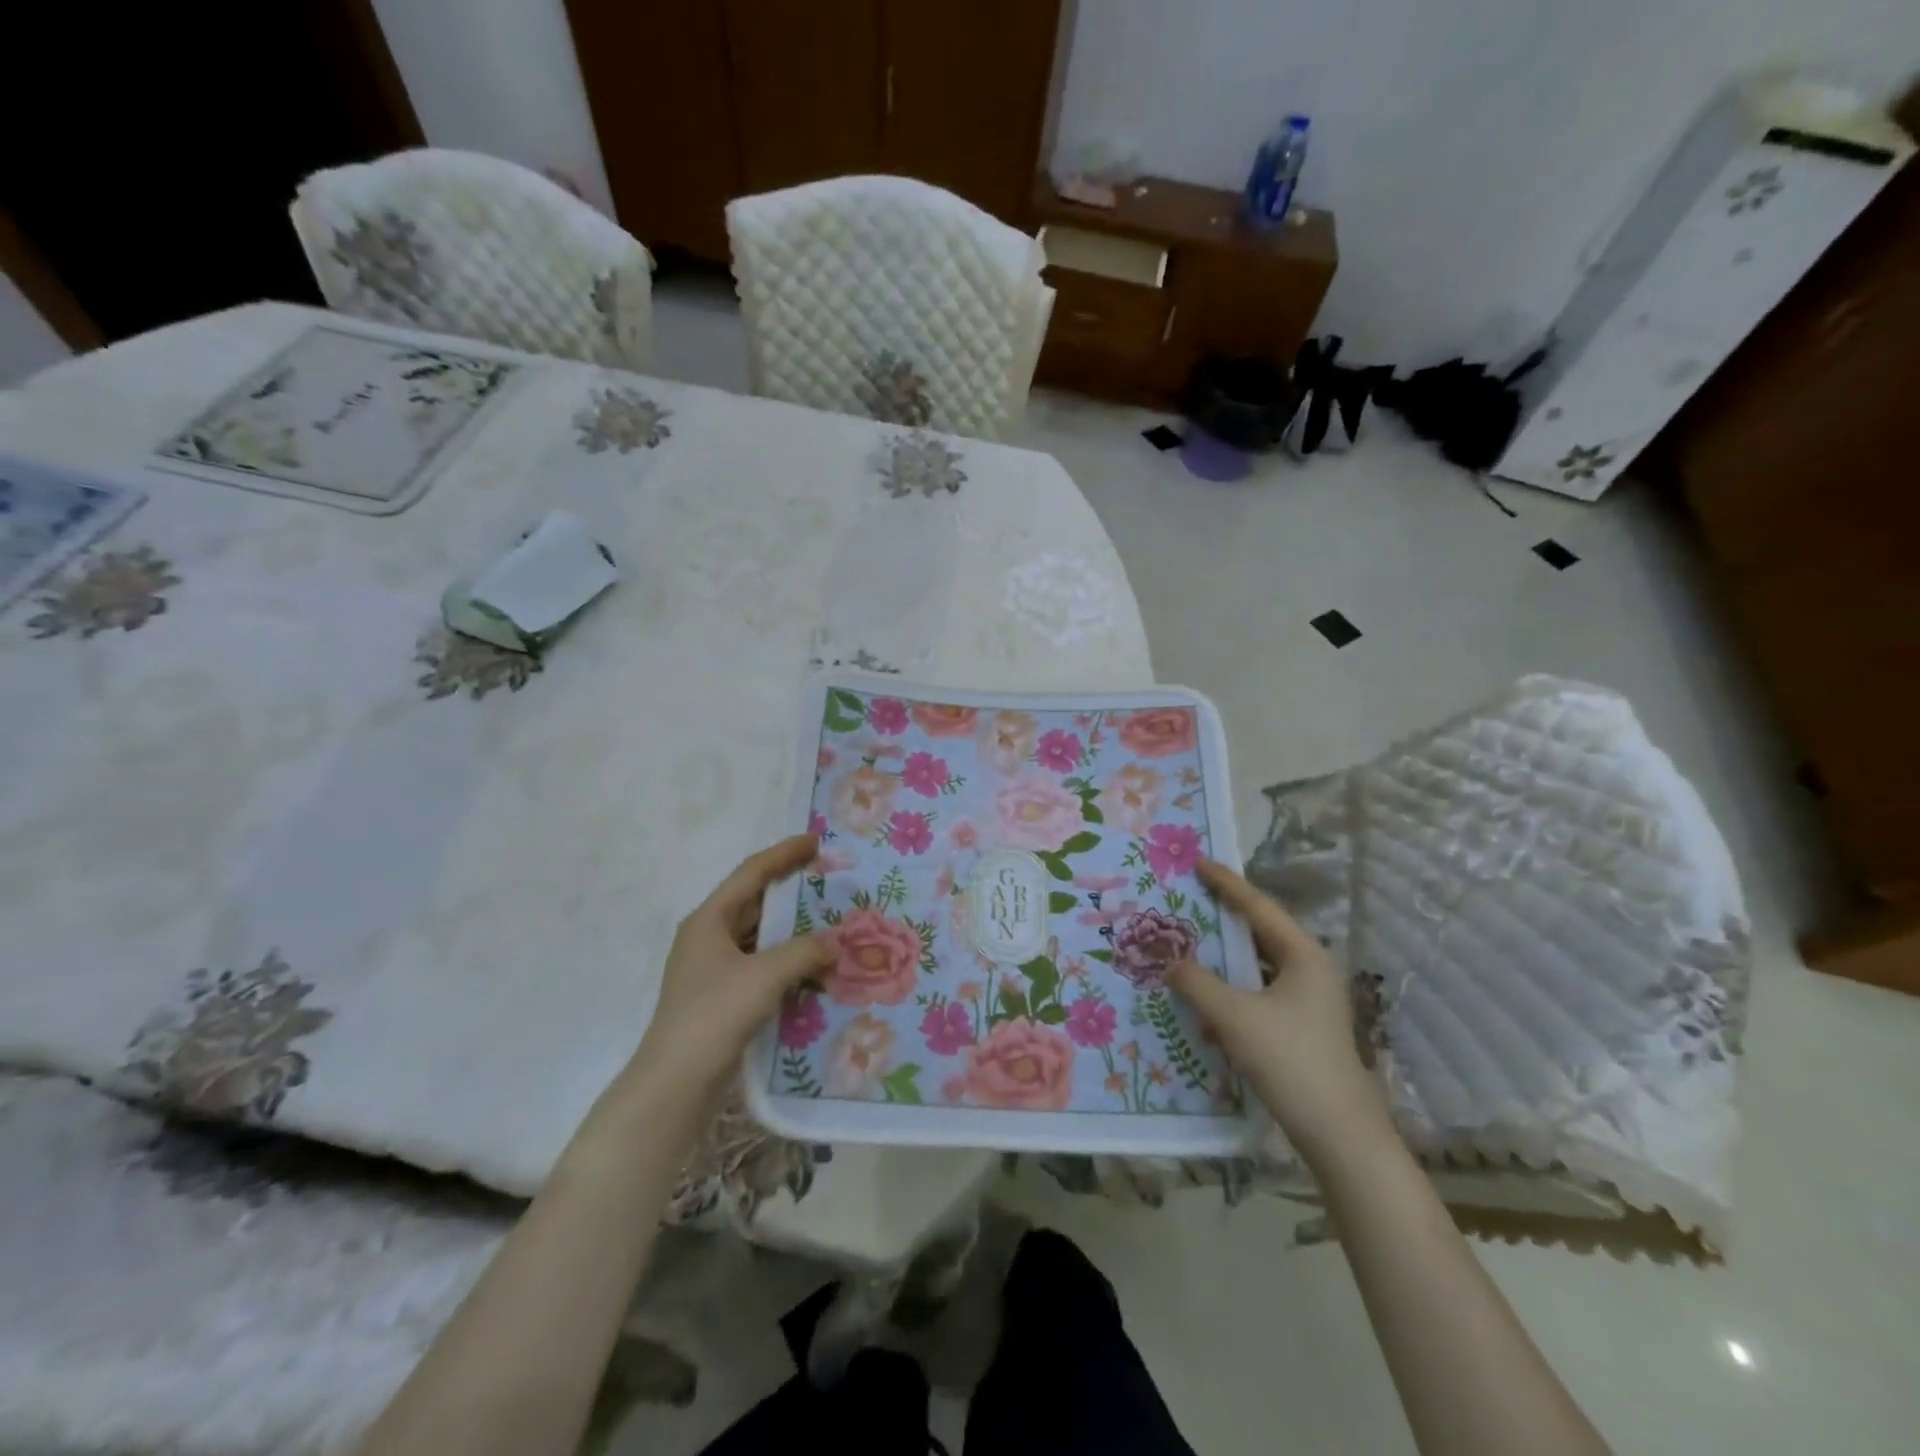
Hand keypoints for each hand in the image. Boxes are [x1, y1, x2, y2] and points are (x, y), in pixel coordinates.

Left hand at [631, 834, 834, 1096]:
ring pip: (759, 936)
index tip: (815, 841)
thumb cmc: (715, 1014)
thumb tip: (834, 942)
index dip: (784, 854)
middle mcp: (707, 937)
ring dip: (792, 930)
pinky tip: (813, 969)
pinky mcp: (721, 997)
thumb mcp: (765, 975)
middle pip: (754, 902)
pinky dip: (786, 961)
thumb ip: (805, 951)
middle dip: (791, 891)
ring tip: (829, 923)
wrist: (676, 1082)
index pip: (751, 873)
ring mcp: (712, 969)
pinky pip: (760, 965)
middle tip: (827, 881)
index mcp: (709, 920)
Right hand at [1168, 858, 1392, 1164]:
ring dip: (1224, 956)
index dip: (1226, 883)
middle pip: (1260, 933)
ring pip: (1258, 965)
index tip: (1197, 862)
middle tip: (1187, 897)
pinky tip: (1204, 995)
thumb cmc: (1290, 1060)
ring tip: (1188, 940)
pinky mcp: (1300, 1028)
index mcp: (1304, 955)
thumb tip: (1165, 958)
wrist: (1339, 1135)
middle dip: (1222, 917)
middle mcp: (1310, 970)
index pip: (1258, 907)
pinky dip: (1231, 987)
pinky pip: (1258, 992)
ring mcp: (1308, 1001)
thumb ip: (1196, 981)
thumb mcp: (1234, 1016)